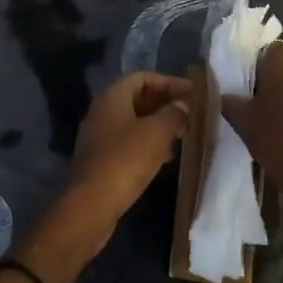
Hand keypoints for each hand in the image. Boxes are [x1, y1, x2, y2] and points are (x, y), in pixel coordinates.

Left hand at [66, 71, 190, 225]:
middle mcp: (102, 111)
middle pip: (138, 98)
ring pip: (134, 122)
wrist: (90, 205)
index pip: (143, 77)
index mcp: (112, 97)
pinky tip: (166, 158)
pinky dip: (148, 144)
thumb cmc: (125, 160)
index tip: (192, 93)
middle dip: (165, 104)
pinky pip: (129, 143)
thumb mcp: (156, 133)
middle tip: (190, 114)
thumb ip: (173, 113)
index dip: (169, 82)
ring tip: (183, 135)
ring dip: (158, 125)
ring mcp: (99, 137)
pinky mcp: (101, 160)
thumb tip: (183, 105)